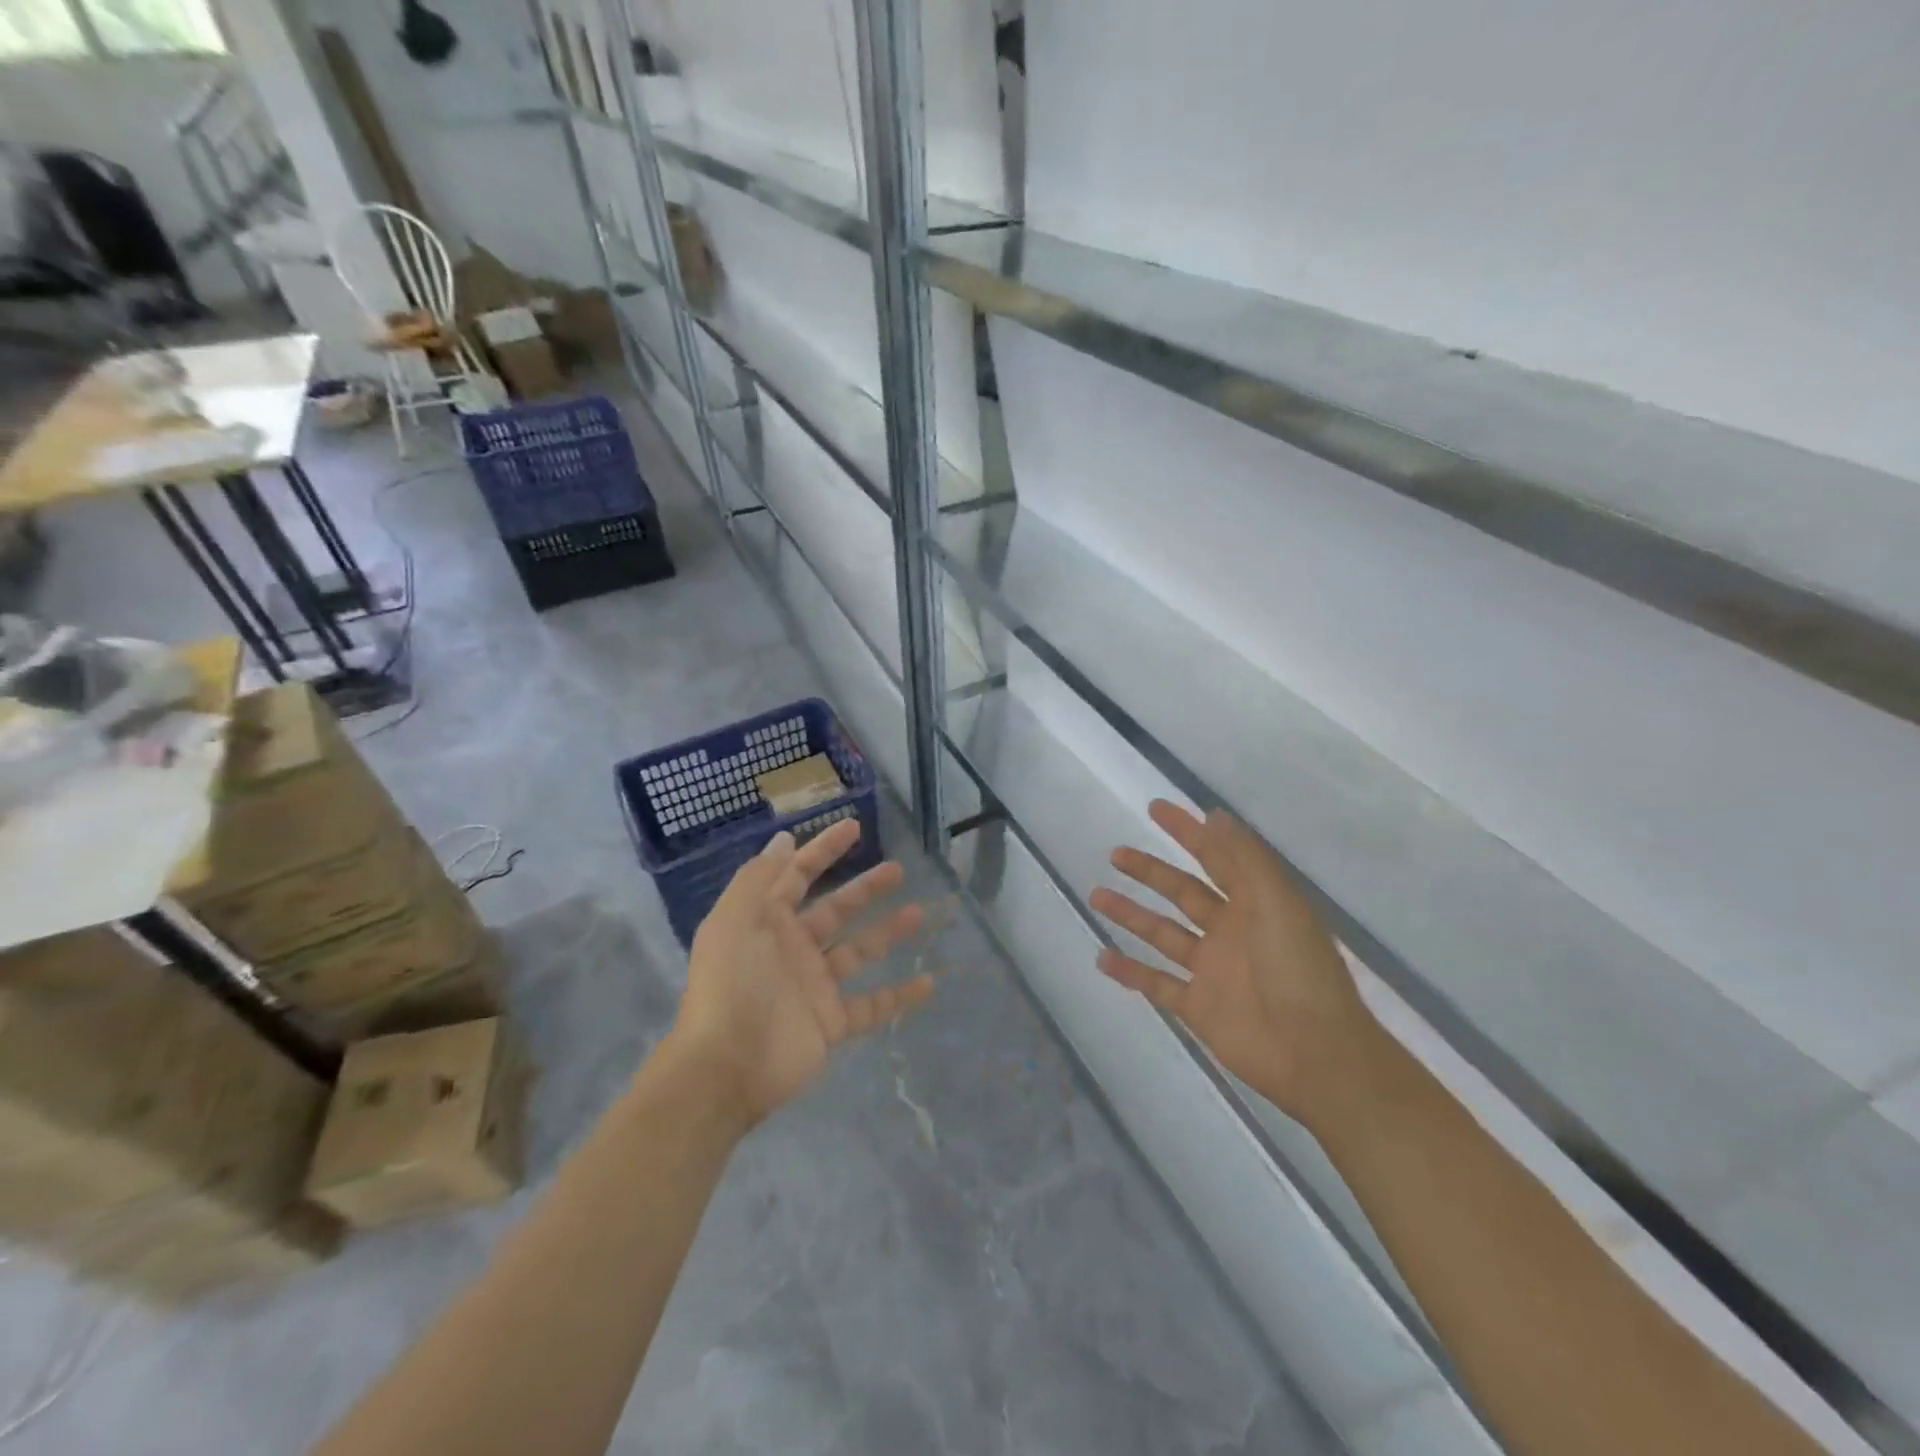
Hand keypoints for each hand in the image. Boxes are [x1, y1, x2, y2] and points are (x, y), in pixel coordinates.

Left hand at [672, 819, 933, 1127]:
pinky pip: (873, 1005)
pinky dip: (900, 996)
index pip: (798, 875)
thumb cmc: (731, 983)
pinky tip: (929, 982)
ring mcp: (815, 986)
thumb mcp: (734, 919)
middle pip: (837, 909)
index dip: (824, 850)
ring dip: (888, 932)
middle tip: (898, 870)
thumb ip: (759, 877)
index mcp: (768, 922)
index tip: (855, 827)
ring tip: (919, 913)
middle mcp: (794, 948)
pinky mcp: (832, 1022)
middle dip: (865, 889)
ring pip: (860, 951)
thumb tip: (784, 839)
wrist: (727, 1065)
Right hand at [1090, 801, 1375, 1127]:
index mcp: (1255, 904)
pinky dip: (1130, 971)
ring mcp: (1212, 971)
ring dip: (1131, 914)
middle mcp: (1231, 931)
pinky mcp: (1198, 1007)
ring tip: (1097, 895)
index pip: (1215, 857)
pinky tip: (1102, 957)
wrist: (1318, 1057)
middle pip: (1182, 892)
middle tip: (1116, 854)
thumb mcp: (1278, 904)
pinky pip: (1156, 984)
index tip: (1156, 808)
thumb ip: (1245, 859)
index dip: (1187, 831)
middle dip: (1150, 871)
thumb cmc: (1300, 971)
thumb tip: (1214, 815)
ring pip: (1163, 934)